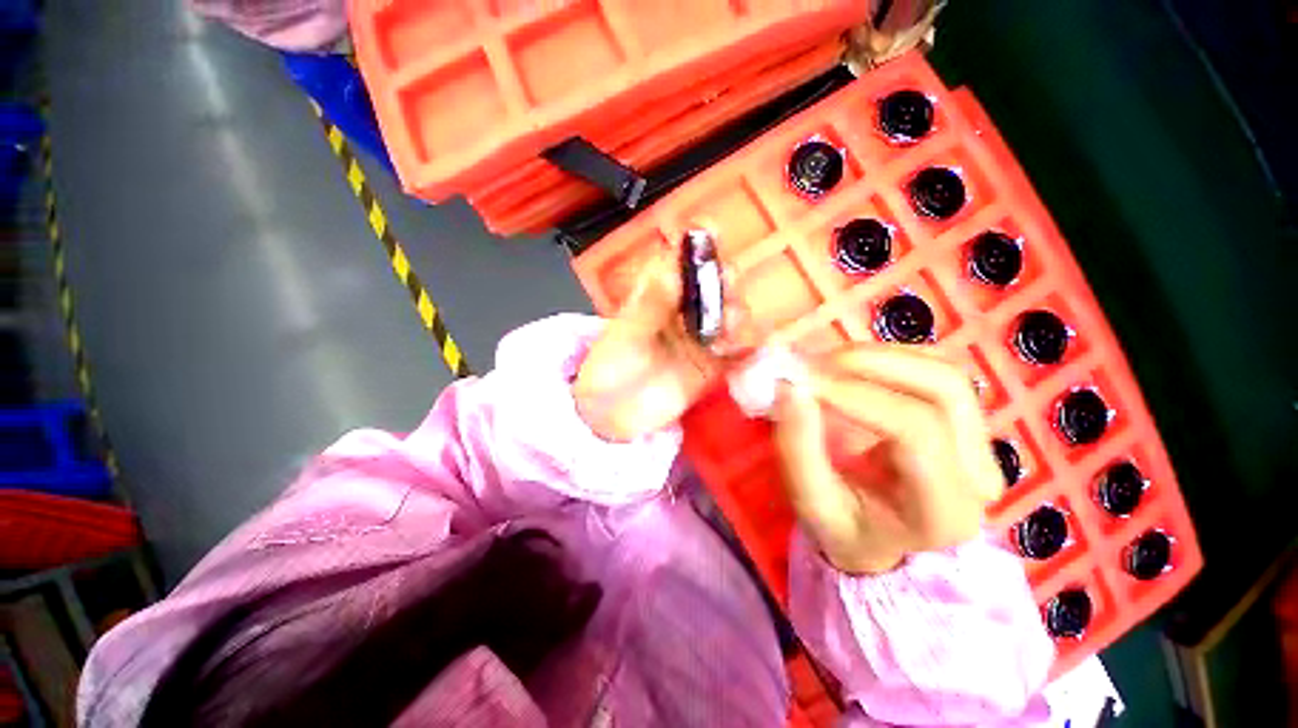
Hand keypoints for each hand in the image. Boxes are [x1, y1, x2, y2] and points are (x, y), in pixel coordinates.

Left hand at [574, 255, 746, 440]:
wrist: (611, 416)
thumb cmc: (609, 368)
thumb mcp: (625, 334)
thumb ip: (650, 305)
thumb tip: (674, 269)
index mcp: (658, 296)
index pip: (680, 262)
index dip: (697, 245)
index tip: (712, 230)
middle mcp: (683, 311)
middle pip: (714, 285)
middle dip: (725, 281)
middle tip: (726, 288)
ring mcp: (700, 337)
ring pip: (730, 315)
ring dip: (737, 316)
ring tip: (727, 330)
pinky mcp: (711, 365)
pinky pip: (737, 352)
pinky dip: (745, 348)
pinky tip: (739, 352)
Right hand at [772, 347, 1003, 573]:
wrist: (882, 541)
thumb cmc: (844, 528)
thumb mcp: (811, 501)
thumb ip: (798, 447)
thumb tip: (791, 386)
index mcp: (944, 509)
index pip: (915, 432)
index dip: (855, 396)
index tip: (801, 381)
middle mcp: (979, 472)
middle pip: (943, 388)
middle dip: (870, 364)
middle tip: (813, 365)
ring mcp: (981, 443)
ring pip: (943, 371)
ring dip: (877, 356)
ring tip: (827, 365)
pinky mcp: (967, 422)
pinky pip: (934, 370)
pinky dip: (886, 358)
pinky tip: (851, 369)